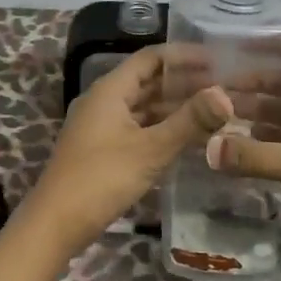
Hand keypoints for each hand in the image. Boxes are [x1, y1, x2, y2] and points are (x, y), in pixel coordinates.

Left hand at [19, 48, 231, 259]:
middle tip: (224, 87)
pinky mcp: (102, 149)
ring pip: (144, 107)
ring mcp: (101, 126)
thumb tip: (226, 94)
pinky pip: (138, 128)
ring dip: (175, 108)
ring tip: (214, 112)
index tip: (218, 60)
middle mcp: (104, 100)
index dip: (184, 56)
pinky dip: (162, 129)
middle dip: (184, 83)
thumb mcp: (150, 149)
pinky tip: (188, 139)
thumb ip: (189, 121)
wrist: (55, 224)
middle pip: (148, 81)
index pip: (151, 58)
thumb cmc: (102, 178)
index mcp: (110, 89)